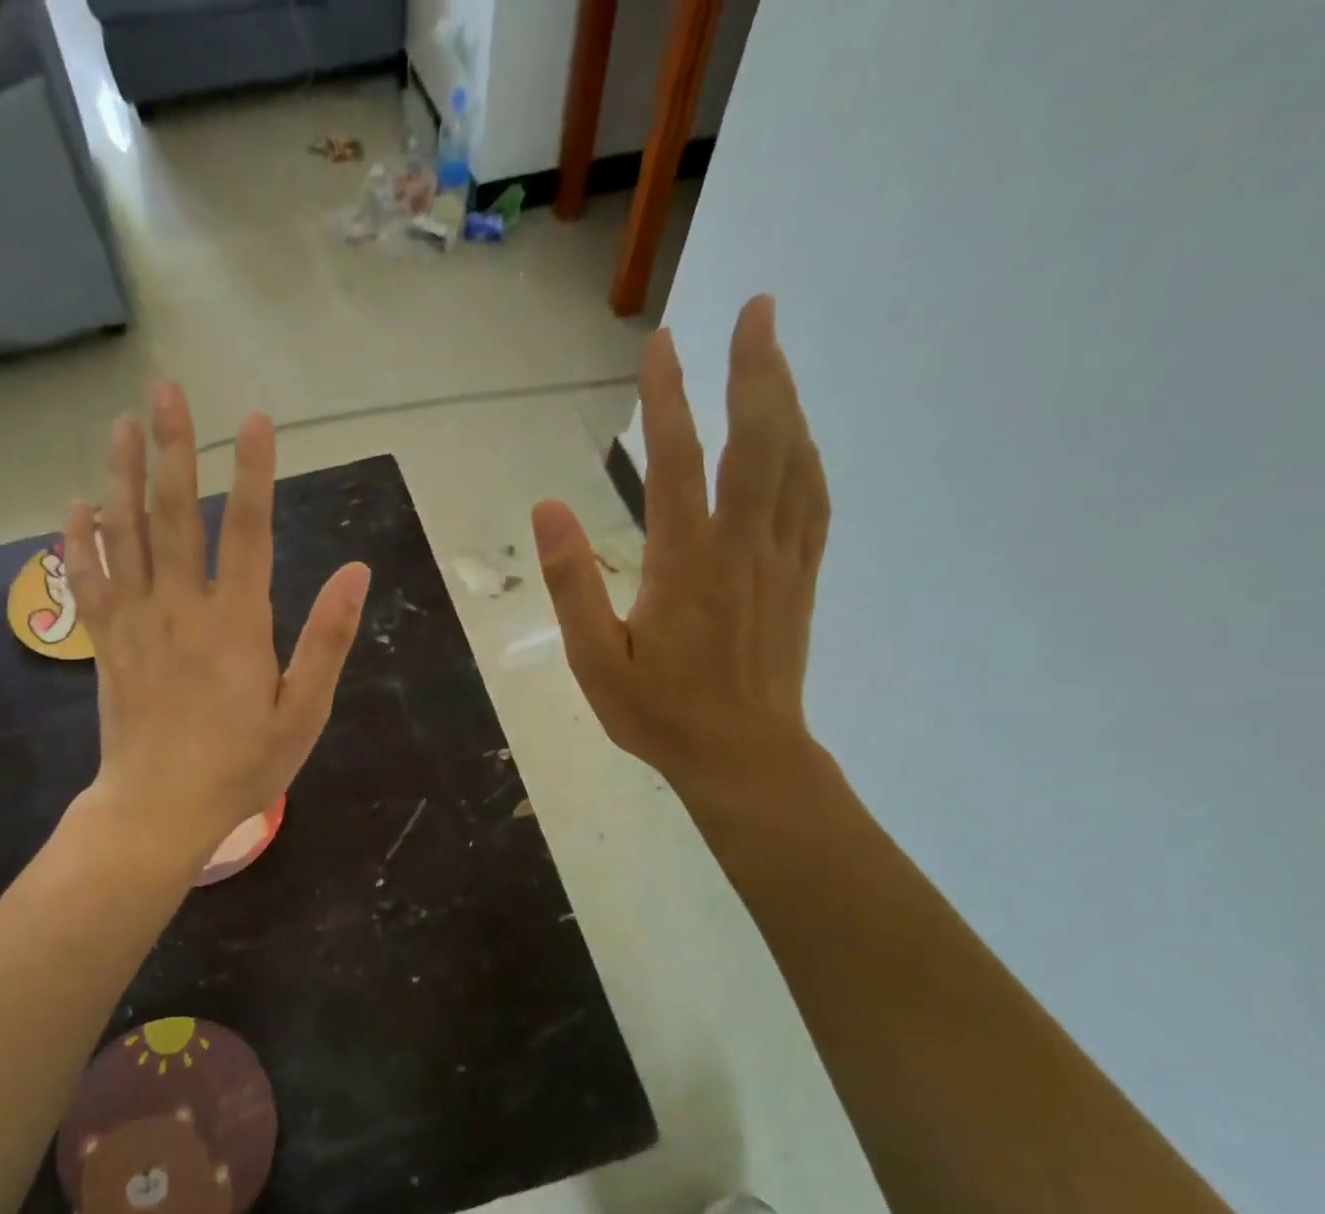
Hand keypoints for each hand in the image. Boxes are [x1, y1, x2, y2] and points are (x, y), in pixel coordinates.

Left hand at [64, 383, 371, 861]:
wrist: (159, 810)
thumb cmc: (241, 766)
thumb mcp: (303, 712)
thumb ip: (327, 639)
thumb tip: (356, 573)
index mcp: (236, 623)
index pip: (247, 530)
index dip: (252, 471)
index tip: (255, 418)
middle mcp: (180, 608)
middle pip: (173, 514)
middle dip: (173, 447)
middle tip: (166, 389)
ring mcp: (135, 623)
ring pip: (123, 536)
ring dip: (121, 476)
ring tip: (121, 424)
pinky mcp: (105, 644)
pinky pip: (87, 582)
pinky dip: (80, 540)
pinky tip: (75, 504)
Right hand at [531, 297, 829, 802]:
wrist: (743, 757)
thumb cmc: (660, 714)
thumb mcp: (594, 660)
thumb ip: (572, 584)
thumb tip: (548, 508)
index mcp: (685, 564)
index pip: (678, 462)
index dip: (669, 398)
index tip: (661, 344)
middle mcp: (741, 547)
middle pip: (758, 441)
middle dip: (755, 369)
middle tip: (756, 308)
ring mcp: (780, 559)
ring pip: (794, 462)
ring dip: (786, 399)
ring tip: (773, 352)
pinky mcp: (801, 577)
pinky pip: (813, 501)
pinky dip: (808, 455)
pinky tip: (800, 435)